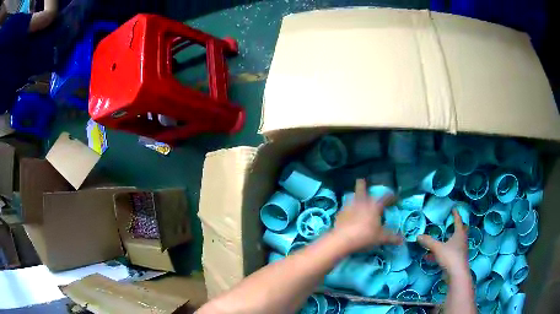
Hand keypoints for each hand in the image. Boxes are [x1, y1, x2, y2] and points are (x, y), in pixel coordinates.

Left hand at [333, 179, 401, 252]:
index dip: (392, 197)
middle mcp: (362, 203)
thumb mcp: (380, 238)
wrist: (342, 239)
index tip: (396, 196)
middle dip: (362, 184)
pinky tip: (348, 213)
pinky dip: (348, 209)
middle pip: (361, 189)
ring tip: (356, 198)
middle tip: (361, 180)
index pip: (386, 198)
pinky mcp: (340, 213)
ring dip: (355, 197)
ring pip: (352, 197)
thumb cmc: (365, 236)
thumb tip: (402, 241)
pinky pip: (345, 208)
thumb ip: (392, 238)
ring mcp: (349, 207)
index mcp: (374, 206)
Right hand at [418, 210, 468, 275]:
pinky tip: (430, 257)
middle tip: (452, 223)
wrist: (456, 274)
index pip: (458, 221)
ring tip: (441, 239)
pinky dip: (442, 252)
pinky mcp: (456, 260)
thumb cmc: (450, 256)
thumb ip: (428, 242)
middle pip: (461, 231)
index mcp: (459, 234)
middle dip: (457, 227)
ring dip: (449, 240)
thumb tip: (418, 236)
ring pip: (455, 243)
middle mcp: (462, 241)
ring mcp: (460, 251)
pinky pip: (449, 253)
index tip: (454, 209)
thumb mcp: (438, 248)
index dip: (456, 215)